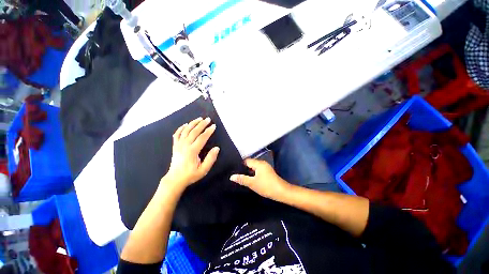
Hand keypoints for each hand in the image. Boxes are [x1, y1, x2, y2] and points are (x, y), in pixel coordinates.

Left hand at [163, 117, 219, 190]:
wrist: (175, 179)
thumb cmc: (190, 175)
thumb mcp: (203, 170)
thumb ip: (210, 159)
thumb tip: (217, 148)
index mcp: (192, 151)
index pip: (202, 138)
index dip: (208, 131)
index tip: (214, 126)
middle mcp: (185, 145)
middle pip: (194, 131)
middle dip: (202, 124)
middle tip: (208, 119)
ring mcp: (178, 145)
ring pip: (185, 131)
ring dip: (193, 123)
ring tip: (199, 119)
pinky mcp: (175, 146)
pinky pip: (177, 134)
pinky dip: (181, 128)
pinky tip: (185, 125)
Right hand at [230, 159, 290, 200]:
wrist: (281, 192)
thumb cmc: (267, 186)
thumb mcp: (252, 183)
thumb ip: (242, 179)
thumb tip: (231, 176)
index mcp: (259, 163)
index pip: (246, 161)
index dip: (239, 165)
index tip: (233, 169)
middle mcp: (262, 163)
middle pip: (250, 163)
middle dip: (243, 168)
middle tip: (235, 173)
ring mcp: (265, 167)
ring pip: (253, 167)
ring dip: (248, 171)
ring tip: (240, 176)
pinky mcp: (267, 172)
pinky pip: (257, 170)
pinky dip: (252, 173)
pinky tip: (249, 178)